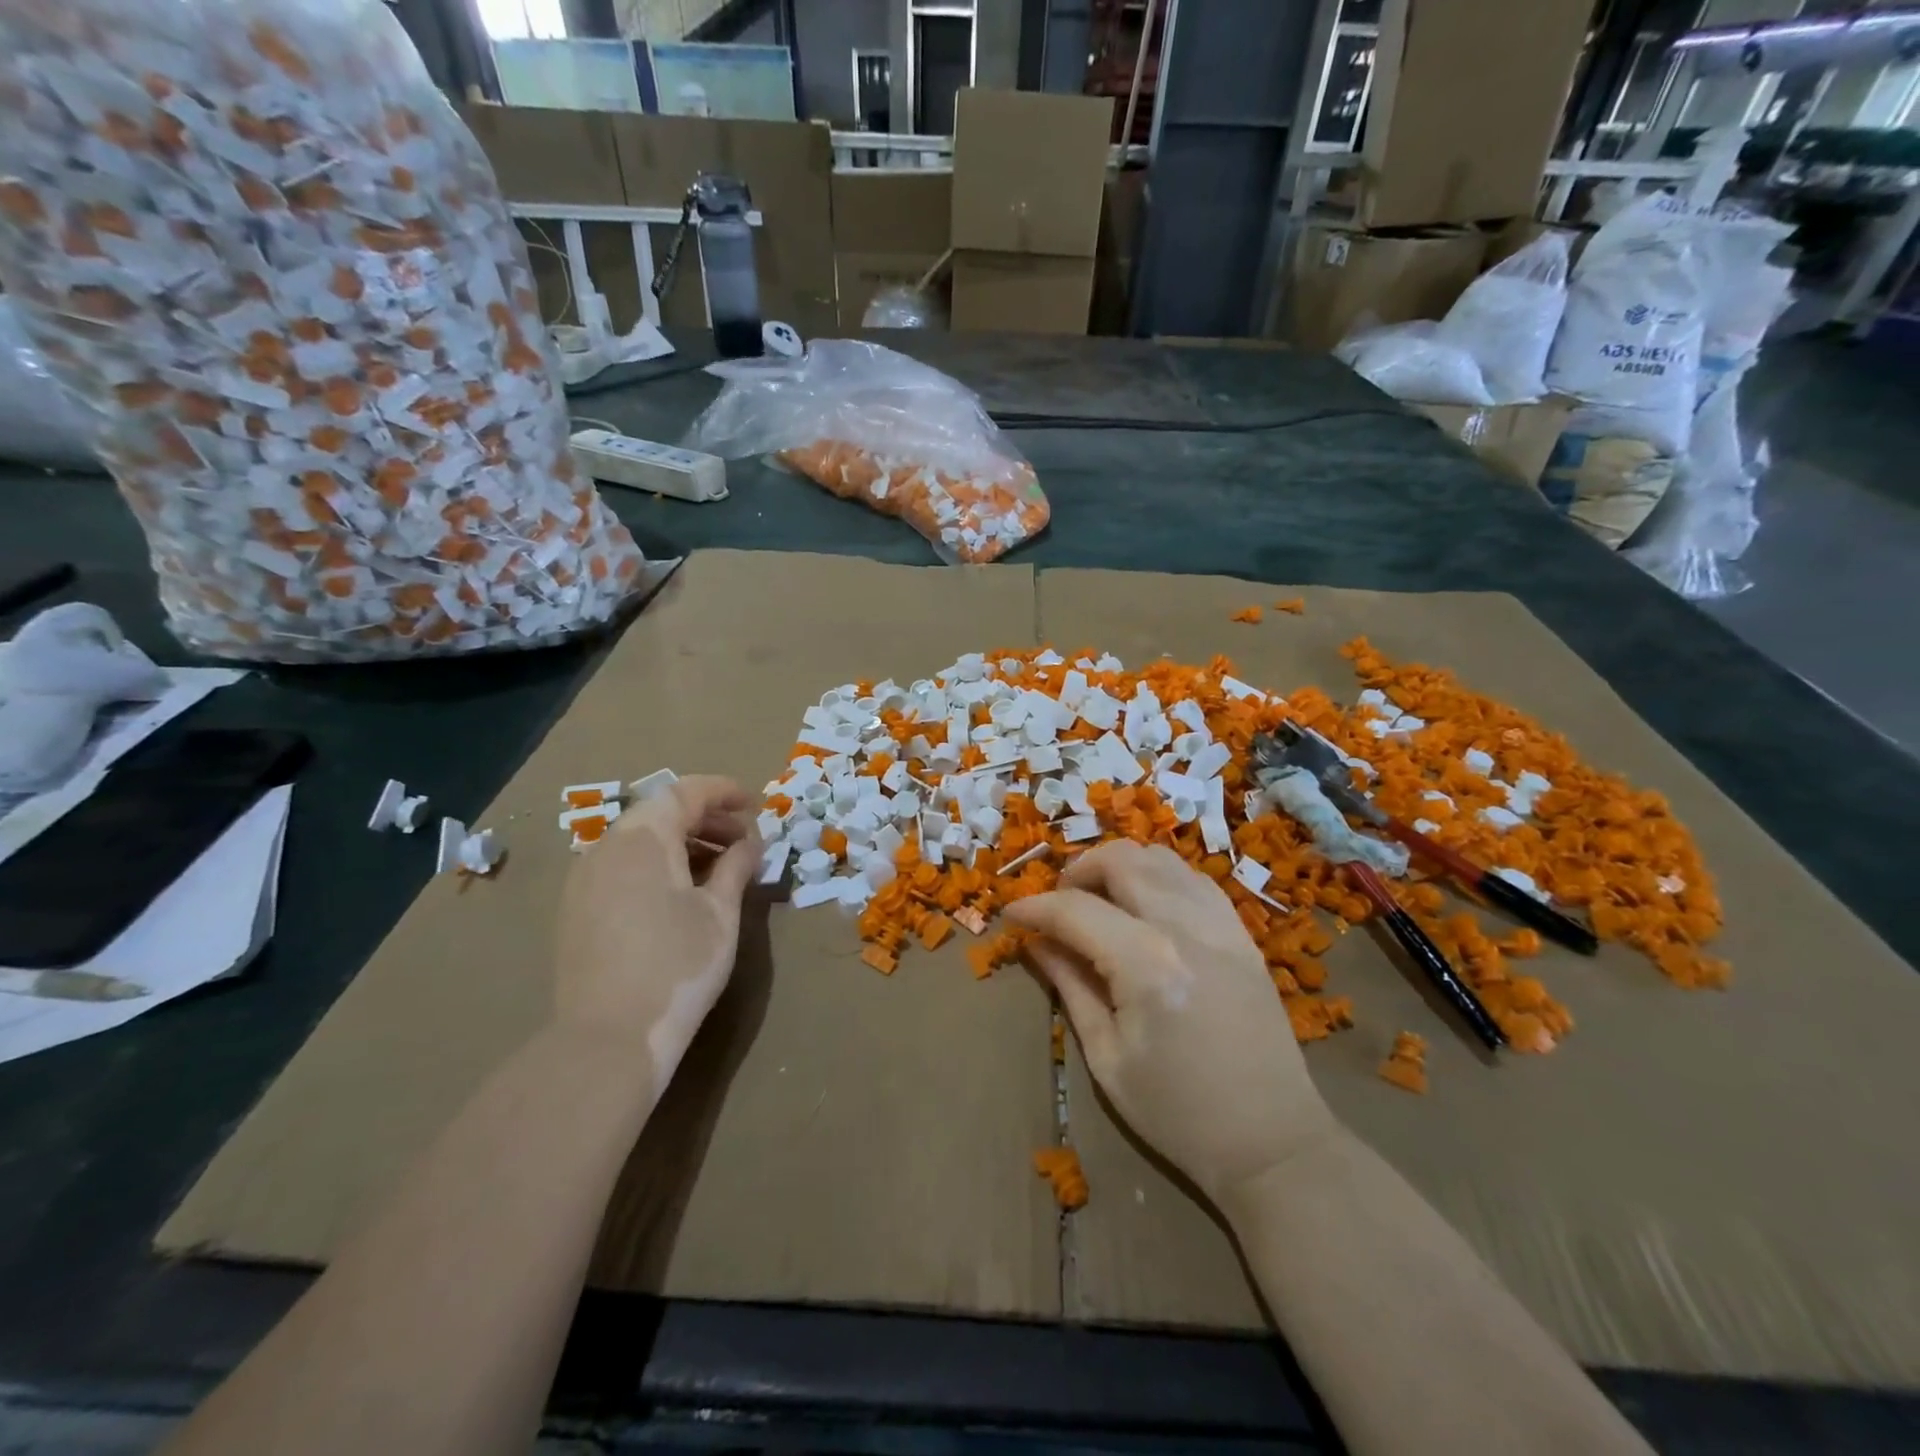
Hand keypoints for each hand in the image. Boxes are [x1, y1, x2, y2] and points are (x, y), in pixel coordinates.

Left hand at [554, 776, 760, 1090]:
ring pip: (640, 840)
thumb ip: (736, 866)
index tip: (755, 805)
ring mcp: (585, 878)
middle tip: (744, 841)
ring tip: (718, 869)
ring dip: (682, 843)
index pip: (686, 792)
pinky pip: (622, 866)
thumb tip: (750, 843)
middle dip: (706, 819)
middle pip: (661, 812)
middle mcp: (607, 846)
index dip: (724, 792)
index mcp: (643, 837)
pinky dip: (657, 865)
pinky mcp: (576, 909)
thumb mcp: (721, 912)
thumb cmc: (678, 966)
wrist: (608, 1039)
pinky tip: (680, 895)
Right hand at [1005, 842, 1334, 1203]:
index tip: (1011, 916)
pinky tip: (1145, 906)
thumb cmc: (1178, 1114)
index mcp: (1146, 964)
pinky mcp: (1242, 935)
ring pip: (1160, 858)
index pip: (1075, 910)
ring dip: (1118, 866)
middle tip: (1057, 905)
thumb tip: (1036, 944)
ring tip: (1099, 900)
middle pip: (1120, 860)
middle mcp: (1185, 927)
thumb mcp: (1107, 1058)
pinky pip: (1194, 879)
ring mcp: (1221, 925)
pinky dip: (1159, 877)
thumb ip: (1070, 987)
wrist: (1273, 1143)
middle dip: (1076, 871)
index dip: (1034, 908)